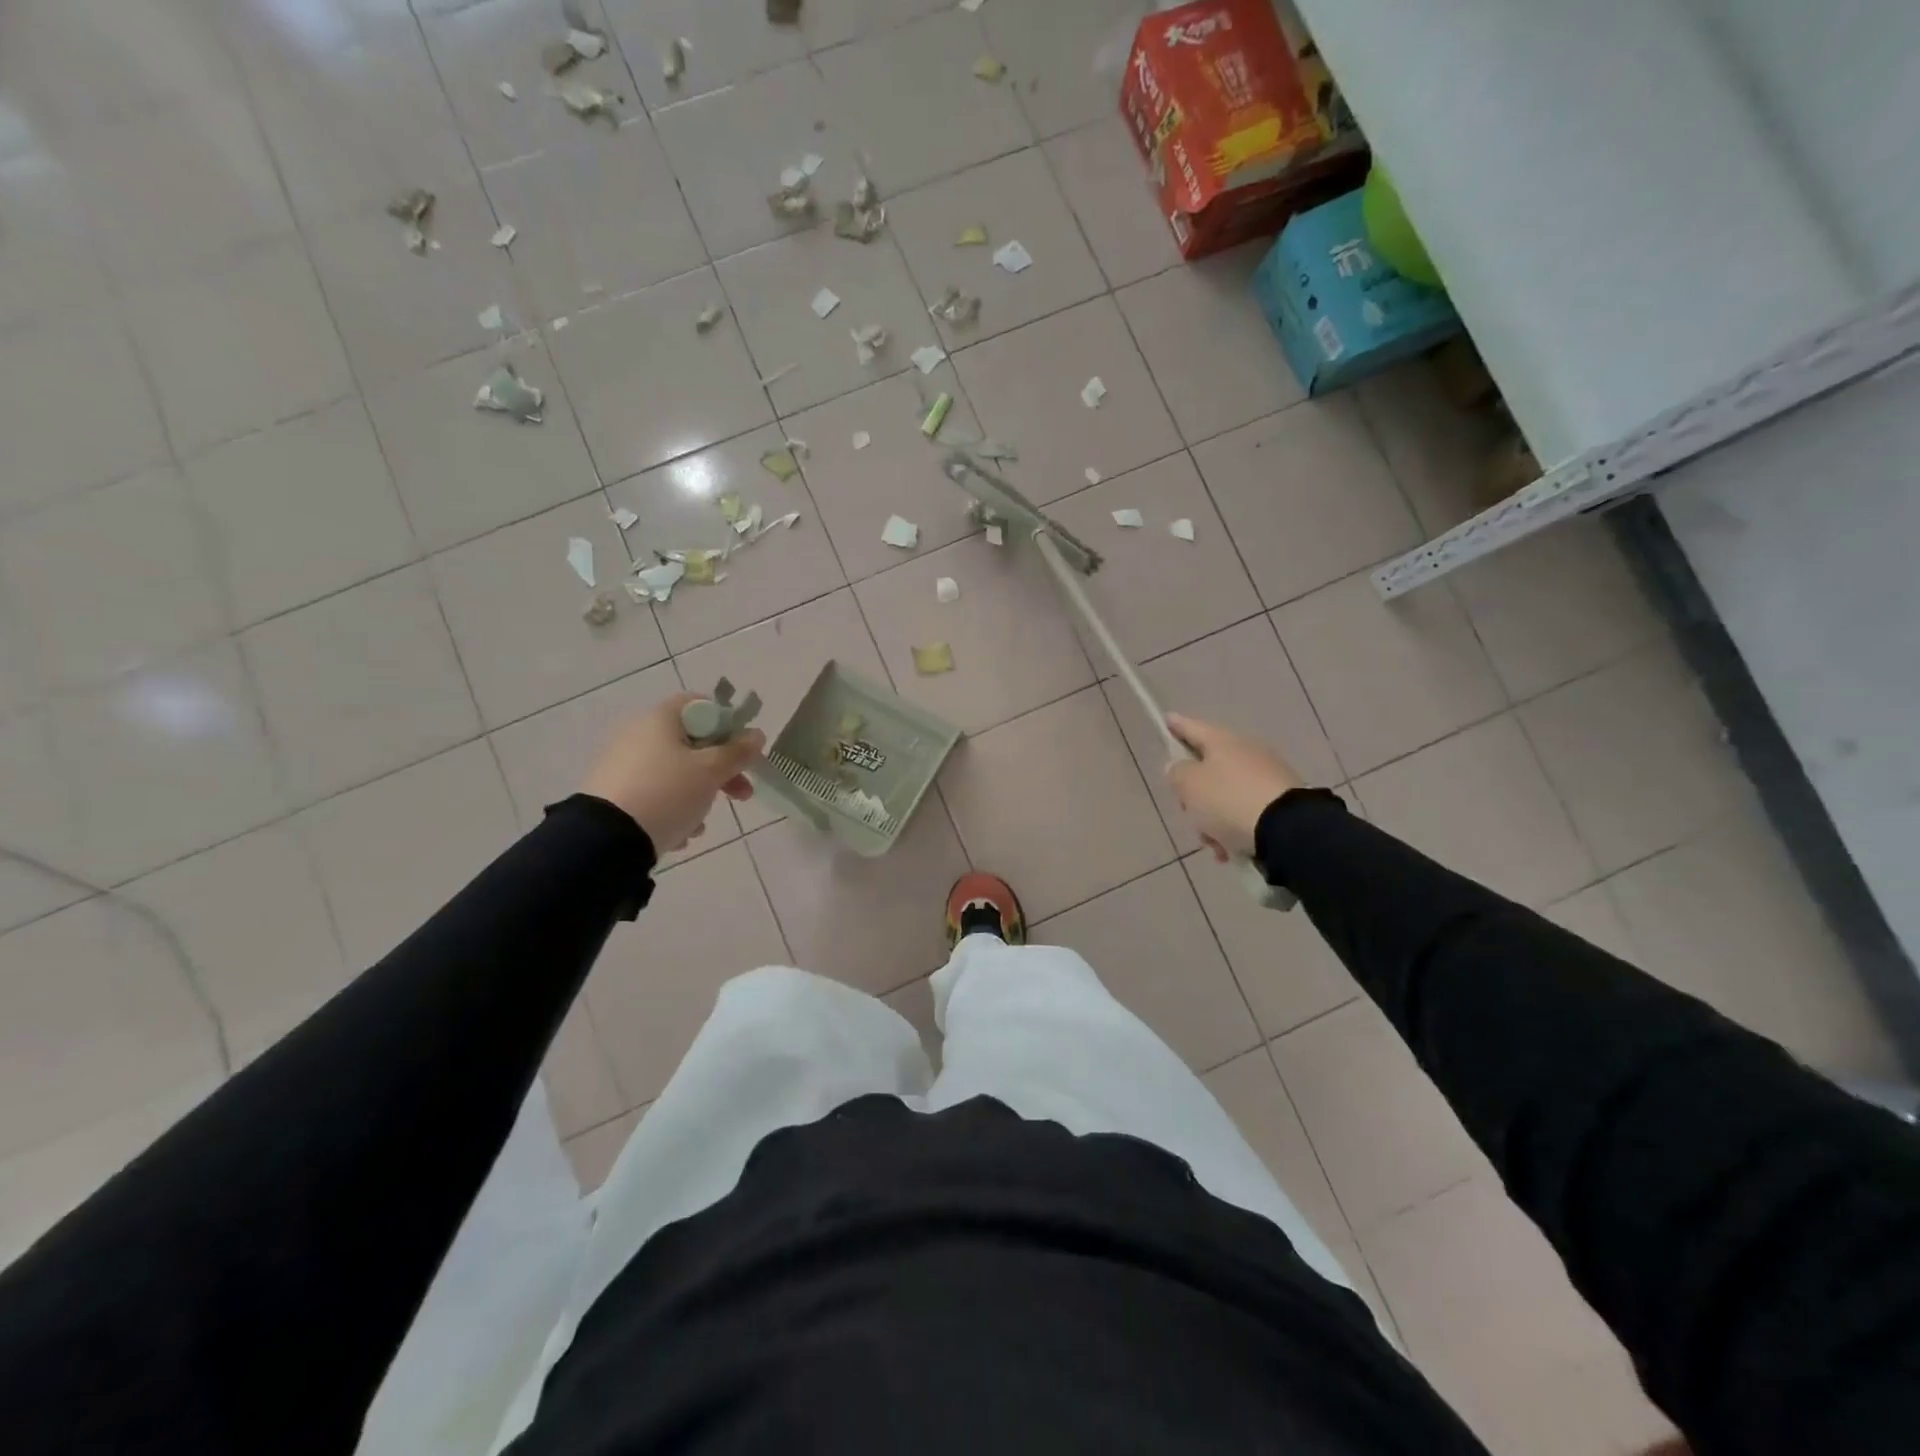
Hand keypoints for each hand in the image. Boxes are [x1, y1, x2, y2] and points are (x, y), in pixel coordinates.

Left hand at [582, 693, 764, 853]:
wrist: (605, 839)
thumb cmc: (667, 792)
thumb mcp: (711, 772)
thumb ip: (738, 752)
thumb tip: (757, 735)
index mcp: (659, 718)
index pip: (700, 705)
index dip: (727, 724)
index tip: (743, 750)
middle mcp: (637, 734)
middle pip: (692, 743)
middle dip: (722, 770)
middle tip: (742, 794)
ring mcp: (622, 764)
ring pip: (675, 773)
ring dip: (698, 795)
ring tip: (701, 824)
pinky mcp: (613, 793)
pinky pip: (654, 794)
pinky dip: (672, 809)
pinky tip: (680, 834)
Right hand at [1163, 714, 1301, 862]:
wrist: (1288, 829)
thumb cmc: (1228, 800)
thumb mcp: (1189, 785)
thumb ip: (1176, 773)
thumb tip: (1180, 768)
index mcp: (1222, 741)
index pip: (1192, 727)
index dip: (1176, 725)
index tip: (1167, 720)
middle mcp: (1246, 751)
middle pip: (1207, 768)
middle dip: (1194, 794)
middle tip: (1188, 811)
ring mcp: (1266, 775)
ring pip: (1225, 794)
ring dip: (1213, 818)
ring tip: (1214, 844)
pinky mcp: (1281, 800)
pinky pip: (1245, 811)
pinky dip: (1234, 828)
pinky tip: (1231, 850)